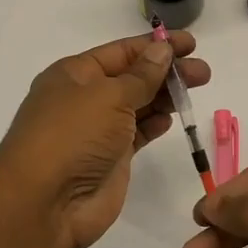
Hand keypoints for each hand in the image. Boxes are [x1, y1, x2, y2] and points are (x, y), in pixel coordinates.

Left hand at [0, 31, 210, 247]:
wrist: (45, 204)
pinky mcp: (110, 159)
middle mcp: (84, 98)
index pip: (121, 51)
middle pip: (133, 77)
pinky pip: (137, 133)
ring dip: (165, 95)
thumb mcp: (108, 96)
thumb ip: (142, 75)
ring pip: (138, 104)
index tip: (190, 43)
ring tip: (196, 88)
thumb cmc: (72, 136)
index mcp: (75, 74)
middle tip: (202, 72)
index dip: (155, 46)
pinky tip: (171, 118)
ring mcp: (97, 130)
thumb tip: (162, 50)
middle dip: (167, 71)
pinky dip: (155, 123)